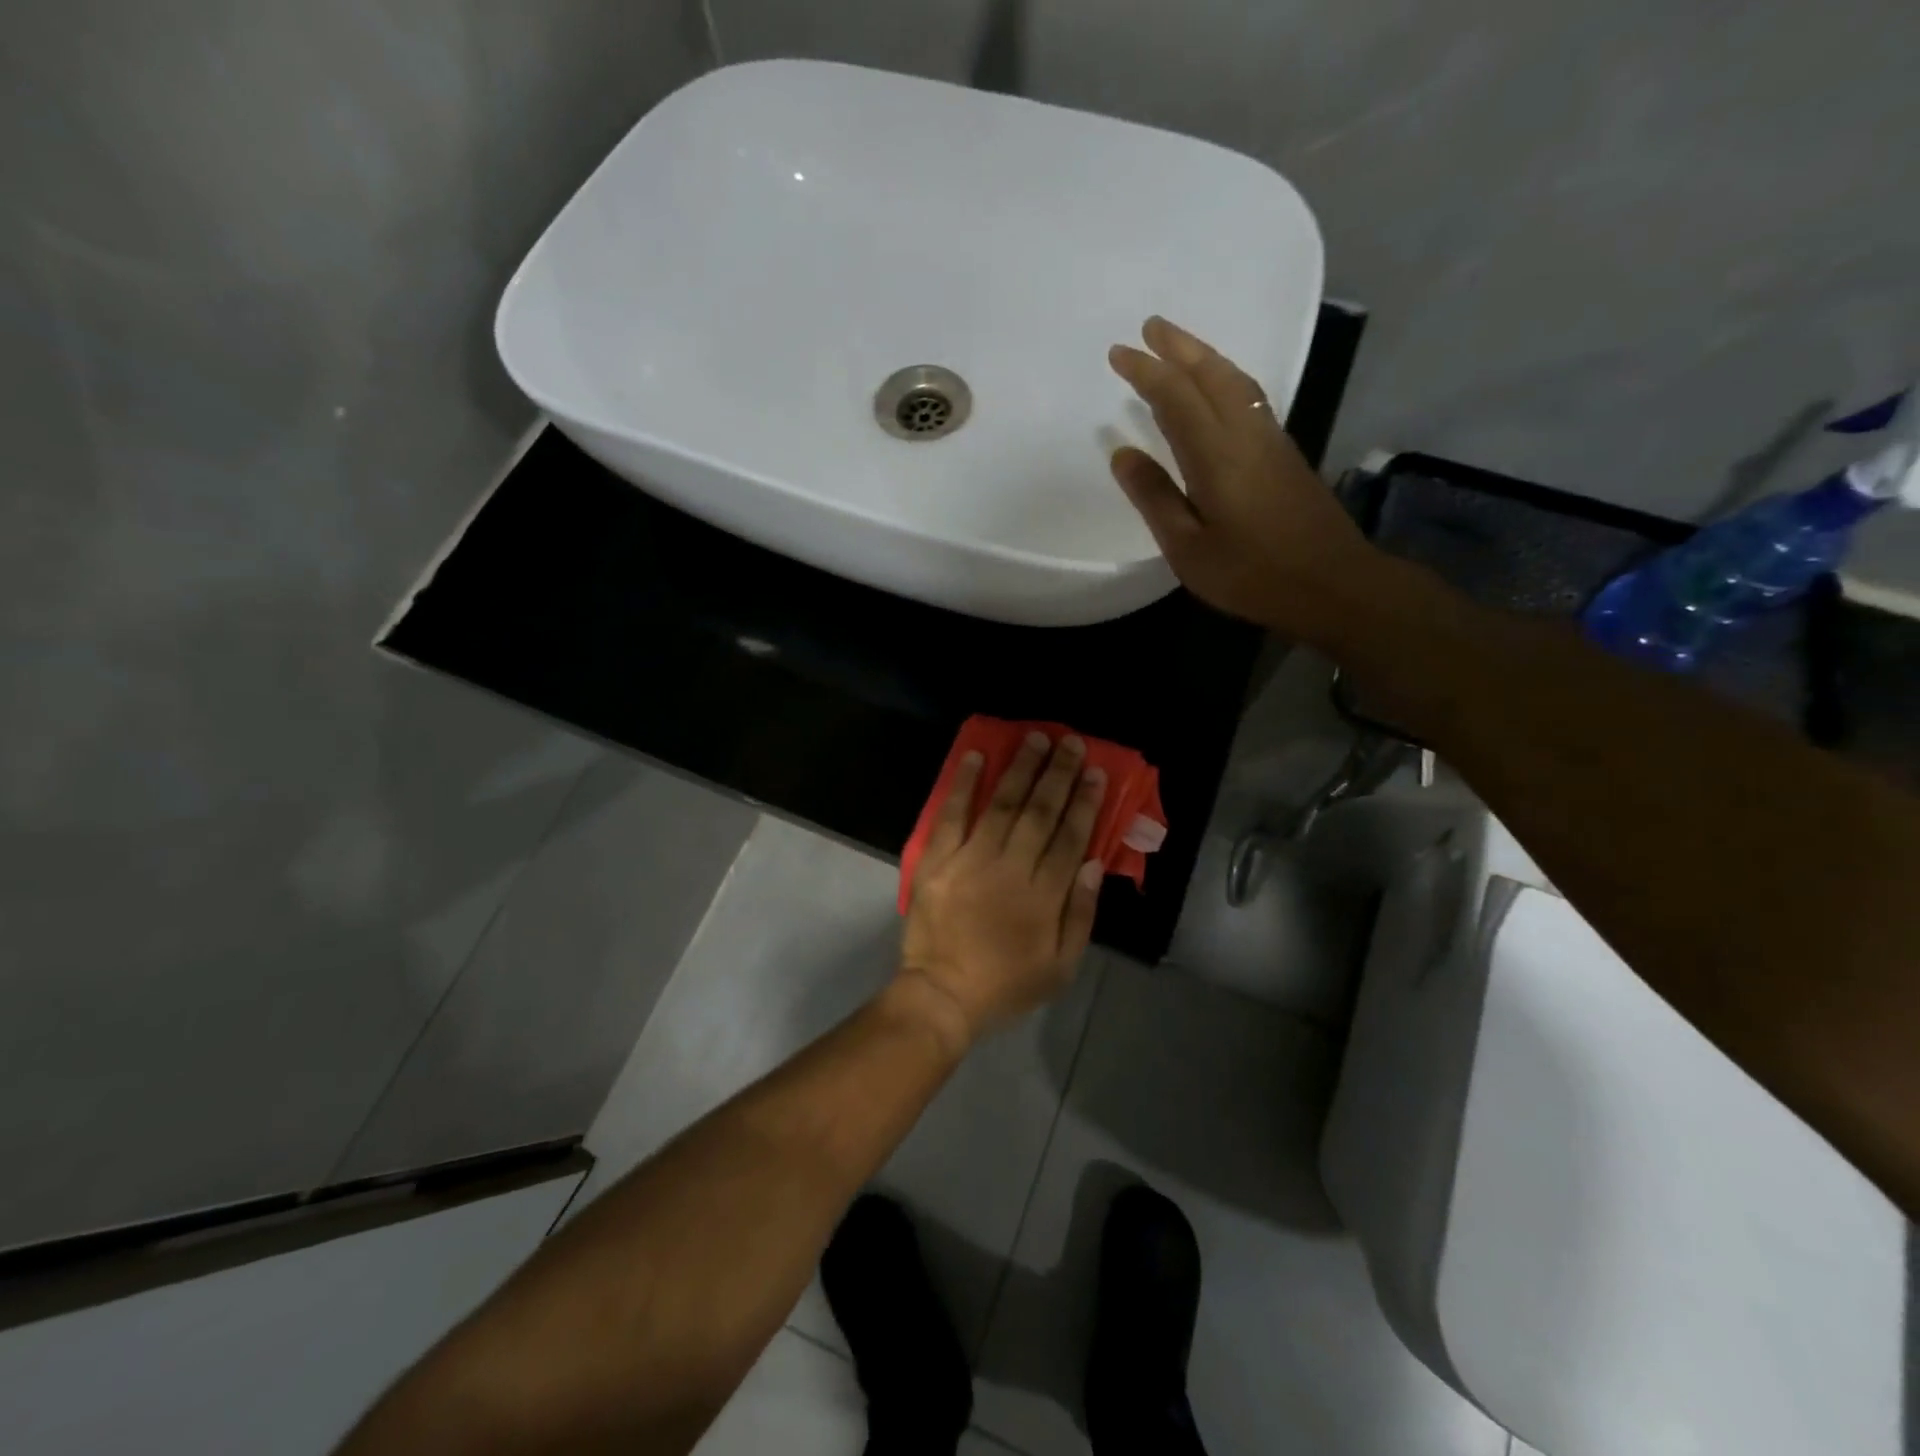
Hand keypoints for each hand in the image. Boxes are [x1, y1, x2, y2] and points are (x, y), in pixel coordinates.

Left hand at [898, 732, 1106, 1049]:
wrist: (942, 995)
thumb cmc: (1006, 984)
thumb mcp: (1061, 966)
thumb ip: (1080, 913)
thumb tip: (1093, 863)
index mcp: (1044, 896)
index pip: (1070, 837)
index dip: (1085, 802)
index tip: (1095, 772)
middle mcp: (1011, 868)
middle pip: (1039, 812)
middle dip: (1058, 774)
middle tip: (1070, 742)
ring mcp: (971, 859)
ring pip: (1001, 804)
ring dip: (1020, 768)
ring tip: (1035, 738)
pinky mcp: (937, 860)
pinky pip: (951, 814)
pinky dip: (962, 784)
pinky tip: (975, 756)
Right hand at [1108, 316, 1383, 641]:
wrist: (1333, 584)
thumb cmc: (1252, 574)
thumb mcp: (1189, 549)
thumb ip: (1156, 498)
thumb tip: (1123, 454)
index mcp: (1216, 455)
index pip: (1175, 397)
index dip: (1146, 372)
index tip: (1118, 353)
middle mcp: (1245, 434)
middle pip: (1210, 375)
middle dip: (1178, 347)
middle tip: (1149, 327)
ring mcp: (1270, 440)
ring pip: (1235, 381)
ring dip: (1205, 357)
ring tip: (1179, 347)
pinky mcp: (1285, 453)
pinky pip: (1249, 397)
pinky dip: (1225, 379)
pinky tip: (1217, 388)